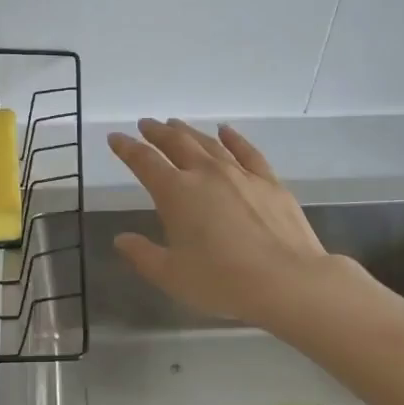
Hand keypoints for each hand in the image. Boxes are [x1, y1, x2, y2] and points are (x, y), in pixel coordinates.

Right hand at [106, 119, 336, 325]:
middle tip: (145, 124)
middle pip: (176, 143)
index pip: (144, 162)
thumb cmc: (222, 281)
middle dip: (157, 132)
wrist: (287, 280)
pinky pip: (247, 151)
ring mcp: (240, 174)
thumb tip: (120, 239)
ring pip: (208, 143)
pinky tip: (226, 130)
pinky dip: (233, 138)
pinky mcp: (268, 182)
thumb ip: (142, 255)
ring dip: (188, 131)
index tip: (115, 138)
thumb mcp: (172, 275)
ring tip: (175, 124)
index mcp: (176, 193)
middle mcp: (206, 174)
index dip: (127, 148)